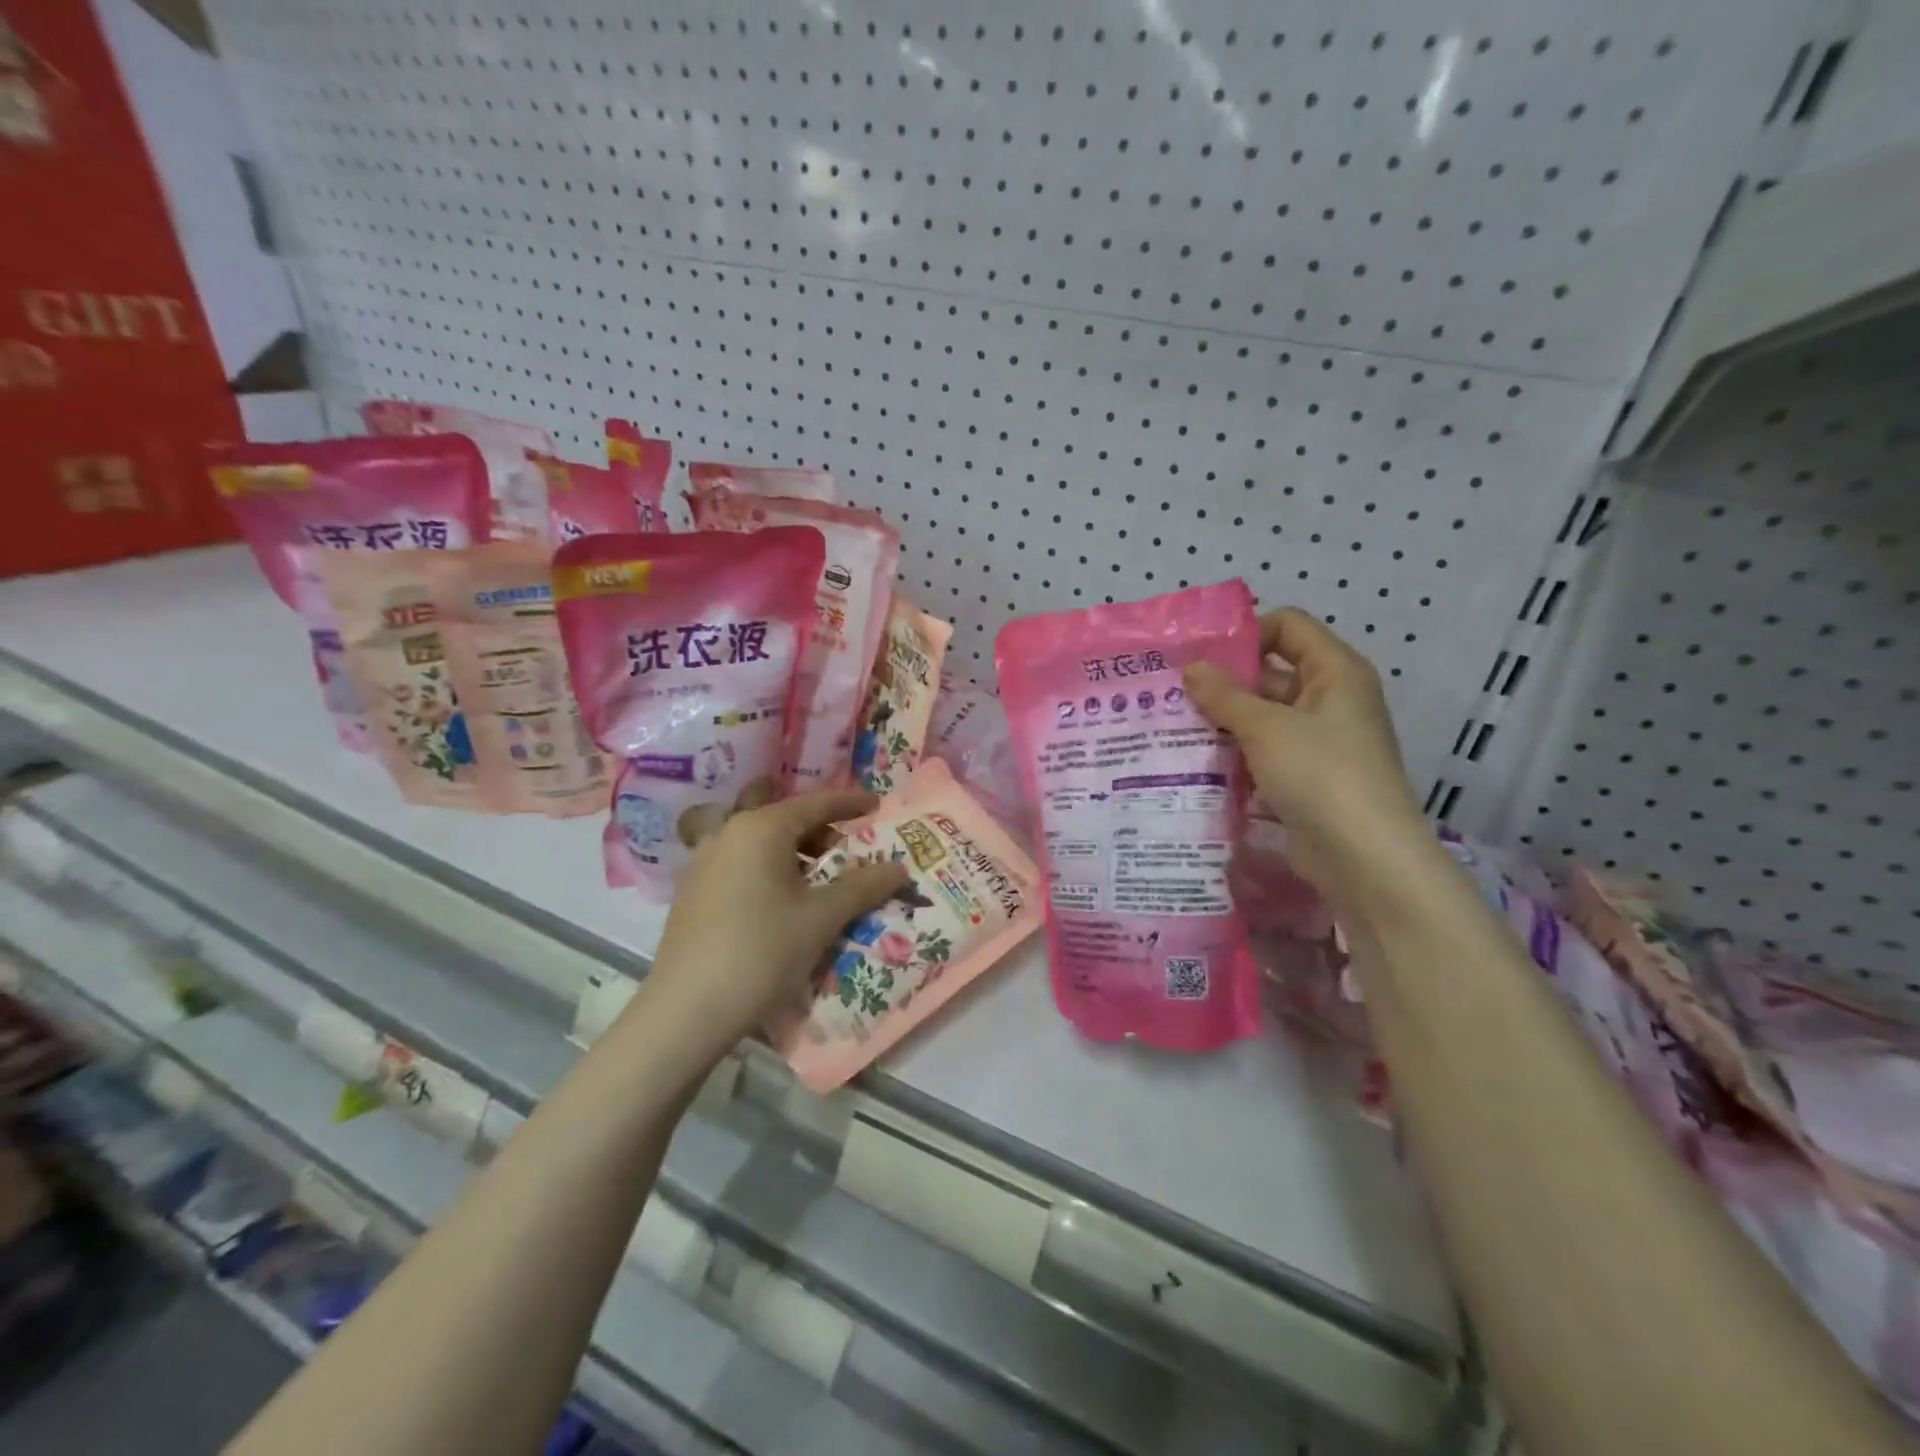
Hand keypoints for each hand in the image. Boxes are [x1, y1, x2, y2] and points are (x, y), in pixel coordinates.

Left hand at [636, 790, 910, 1063]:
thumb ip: (864, 887)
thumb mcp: (822, 918)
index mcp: (761, 828)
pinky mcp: (693, 891)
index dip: (849, 803)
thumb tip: (899, 868)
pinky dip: (769, 870)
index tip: (877, 803)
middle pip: (785, 819)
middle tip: (851, 852)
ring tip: (820, 880)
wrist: (687, 1010)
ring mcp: (705, 862)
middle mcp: (729, 833)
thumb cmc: (762, 952)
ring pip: (761, 843)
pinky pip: (741, 864)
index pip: (815, 804)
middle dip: (821, 831)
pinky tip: (782, 902)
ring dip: (795, 853)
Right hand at [1184, 608, 1424, 894]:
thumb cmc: (1319, 773)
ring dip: (1225, 722)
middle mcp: (1332, 699)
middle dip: (1225, 683)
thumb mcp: (1265, 727)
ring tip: (1174, 726)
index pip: (1288, 626)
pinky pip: (1266, 753)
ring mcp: (1320, 742)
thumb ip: (1224, 695)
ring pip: (1265, 717)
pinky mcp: (1307, 778)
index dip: (1247, 633)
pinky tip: (1198, 762)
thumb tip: (1192, 668)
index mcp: (1335, 672)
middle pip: (1272, 673)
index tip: (1201, 656)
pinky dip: (1237, 754)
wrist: (1363, 856)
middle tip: (1172, 693)